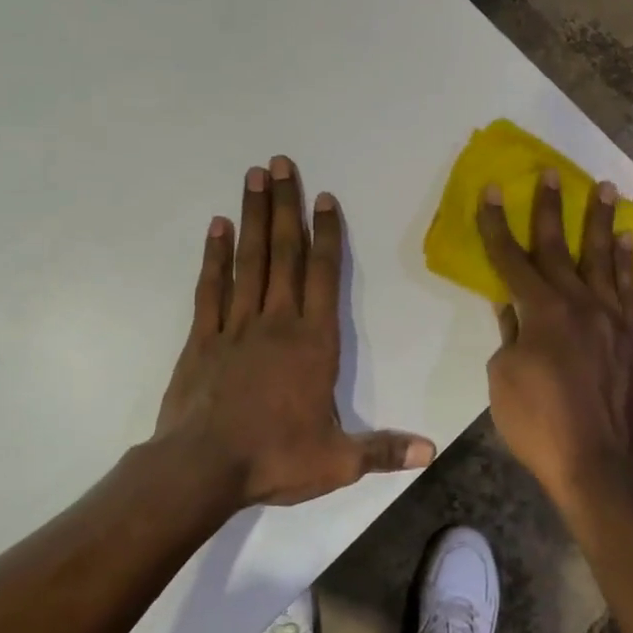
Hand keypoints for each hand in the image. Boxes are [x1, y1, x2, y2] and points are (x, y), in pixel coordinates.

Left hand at [155, 157, 435, 507]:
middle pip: (284, 253)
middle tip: (280, 163)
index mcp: (313, 343)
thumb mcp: (337, 461)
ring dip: (253, 217)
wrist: (201, 468)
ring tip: (253, 177)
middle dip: (286, 206)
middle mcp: (276, 323)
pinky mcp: (202, 339)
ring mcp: (235, 326)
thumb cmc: (274, 458)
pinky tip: (217, 227)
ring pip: (248, 260)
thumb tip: (431, 450)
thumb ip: (383, 450)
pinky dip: (214, 256)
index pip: (324, 276)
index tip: (325, 198)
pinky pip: (210, 288)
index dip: (327, 235)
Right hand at [477, 171, 632, 504]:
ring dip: (601, 221)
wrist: (604, 464)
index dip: (497, 225)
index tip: (492, 192)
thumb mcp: (505, 380)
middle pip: (560, 247)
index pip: (512, 259)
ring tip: (605, 188)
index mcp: (542, 311)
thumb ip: (510, 335)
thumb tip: (511, 308)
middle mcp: (580, 303)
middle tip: (552, 173)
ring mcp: (612, 319)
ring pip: (604, 258)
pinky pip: (630, 289)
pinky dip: (627, 263)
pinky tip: (627, 243)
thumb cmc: (542, 425)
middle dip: (551, 208)